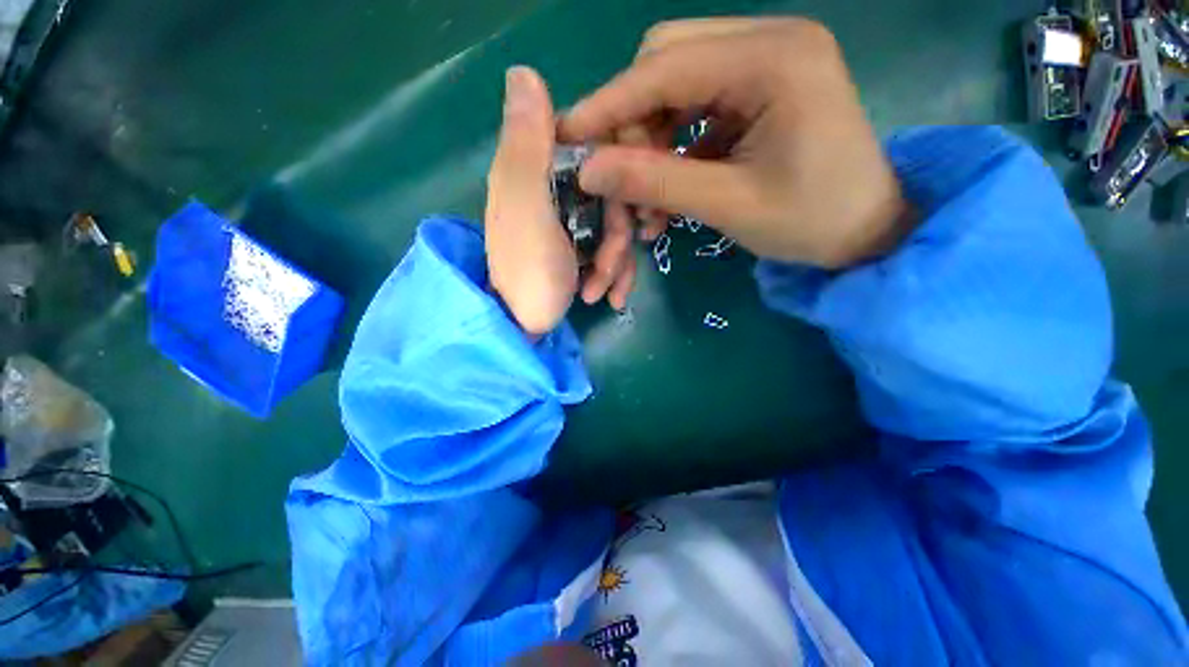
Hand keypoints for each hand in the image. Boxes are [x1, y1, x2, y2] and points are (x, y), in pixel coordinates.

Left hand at [486, 67, 637, 335]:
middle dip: (620, 233)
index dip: (623, 159)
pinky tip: (611, 298)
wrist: (522, 329)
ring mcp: (568, 224)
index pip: (594, 137)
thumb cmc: (528, 273)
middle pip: (612, 192)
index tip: (638, 192)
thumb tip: (522, 71)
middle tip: (611, 263)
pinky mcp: (578, 250)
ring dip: (616, 263)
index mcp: (537, 170)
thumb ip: (526, 146)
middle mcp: (553, 191)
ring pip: (615, 227)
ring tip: (599, 292)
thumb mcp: (525, 208)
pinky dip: (614, 275)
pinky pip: (610, 251)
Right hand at [560, 18, 911, 268]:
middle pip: (667, 62)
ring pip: (677, 86)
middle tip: (623, 176)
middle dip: (633, 122)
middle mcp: (769, 42)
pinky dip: (675, 147)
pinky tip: (672, 187)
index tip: (568, 136)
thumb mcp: (728, 204)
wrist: (865, 233)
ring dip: (651, 140)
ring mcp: (766, 64)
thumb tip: (590, 169)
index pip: (664, 67)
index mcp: (773, 59)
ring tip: (648, 197)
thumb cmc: (810, 222)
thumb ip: (656, 181)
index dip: (609, 104)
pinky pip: (697, 108)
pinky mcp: (761, 91)